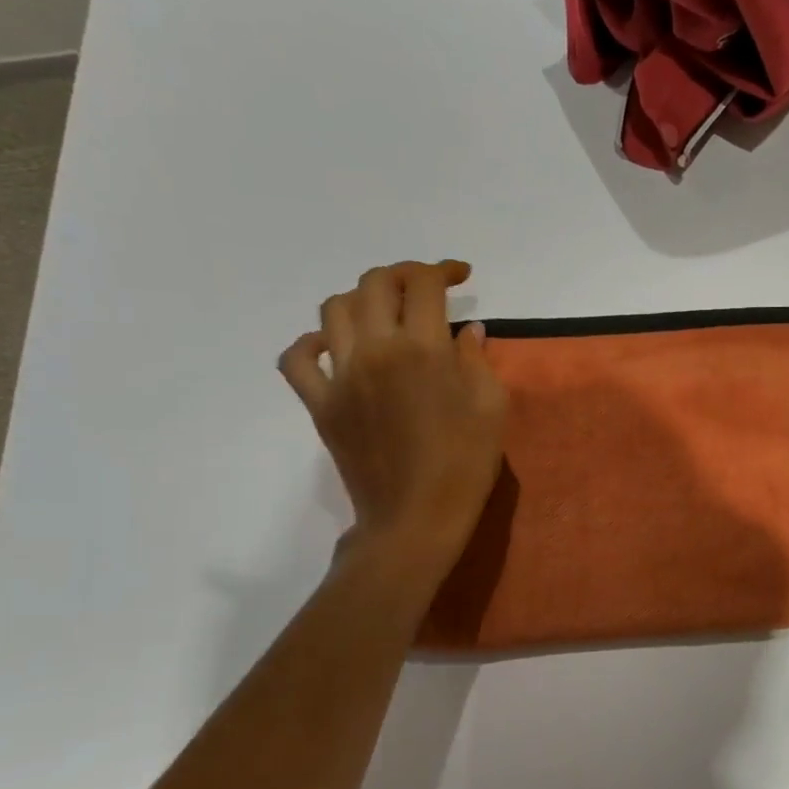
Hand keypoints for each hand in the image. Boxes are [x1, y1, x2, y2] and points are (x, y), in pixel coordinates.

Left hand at [279, 261, 506, 572]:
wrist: (416, 518)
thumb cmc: (466, 464)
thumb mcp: (492, 408)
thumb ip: (478, 360)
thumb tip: (467, 331)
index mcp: (422, 349)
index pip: (423, 284)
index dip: (443, 270)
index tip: (460, 276)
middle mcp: (375, 350)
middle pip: (375, 284)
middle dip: (402, 275)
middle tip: (424, 288)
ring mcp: (341, 376)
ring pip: (334, 310)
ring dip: (361, 299)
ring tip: (384, 313)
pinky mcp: (320, 404)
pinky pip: (297, 360)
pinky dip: (309, 343)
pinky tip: (331, 346)